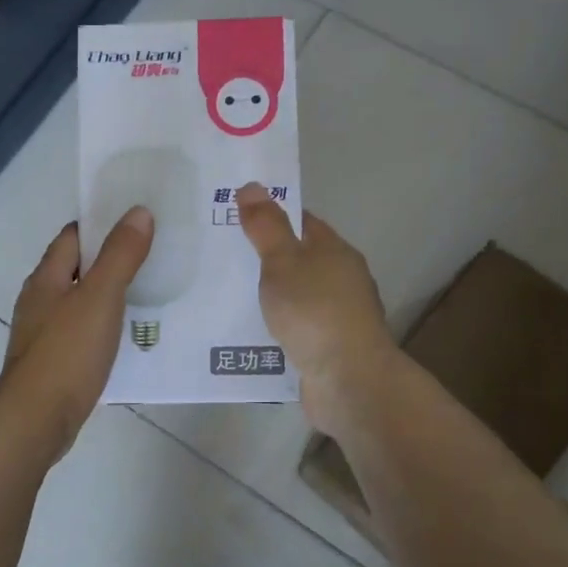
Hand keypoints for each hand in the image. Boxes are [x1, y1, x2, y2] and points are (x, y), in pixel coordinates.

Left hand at [0, 210, 153, 458]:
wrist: (36, 419)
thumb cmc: (67, 352)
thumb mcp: (100, 296)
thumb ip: (120, 255)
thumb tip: (138, 212)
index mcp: (45, 279)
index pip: (72, 237)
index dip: (101, 225)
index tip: (136, 221)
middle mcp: (39, 302)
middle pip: (75, 270)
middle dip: (109, 261)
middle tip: (152, 257)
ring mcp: (43, 335)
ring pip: (79, 304)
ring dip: (107, 297)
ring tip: (148, 295)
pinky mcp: (53, 364)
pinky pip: (81, 335)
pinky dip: (103, 329)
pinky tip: (127, 338)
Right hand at [236, 182, 399, 435]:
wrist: (348, 380)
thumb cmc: (314, 312)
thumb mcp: (283, 263)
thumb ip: (266, 227)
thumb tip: (252, 186)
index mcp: (334, 251)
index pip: (301, 222)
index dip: (270, 217)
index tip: (234, 219)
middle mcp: (340, 279)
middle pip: (298, 260)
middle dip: (263, 260)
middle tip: (219, 259)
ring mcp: (336, 316)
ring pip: (294, 297)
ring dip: (268, 297)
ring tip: (224, 297)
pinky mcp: (327, 348)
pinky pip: (294, 329)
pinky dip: (274, 328)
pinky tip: (246, 333)